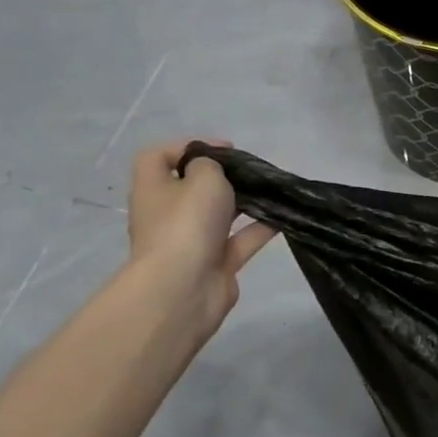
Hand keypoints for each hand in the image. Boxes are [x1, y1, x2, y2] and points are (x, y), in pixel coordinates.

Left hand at [127, 141, 275, 342]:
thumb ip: (210, 166)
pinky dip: (260, 228)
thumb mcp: (202, 177)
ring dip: (244, 202)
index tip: (224, 149)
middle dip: (222, 177)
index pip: (158, 157)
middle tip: (251, 170)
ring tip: (272, 189)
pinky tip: (283, 216)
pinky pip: (240, 240)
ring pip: (220, 215)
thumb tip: (211, 172)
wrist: (184, 290)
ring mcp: (191, 242)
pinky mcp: (215, 264)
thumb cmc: (186, 223)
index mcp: (153, 189)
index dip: (187, 146)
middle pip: (192, 187)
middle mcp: (168, 215)